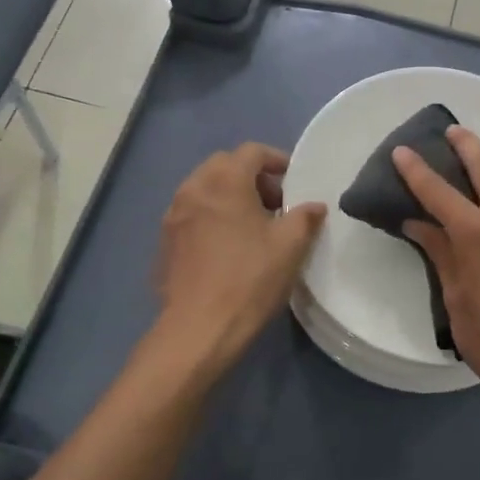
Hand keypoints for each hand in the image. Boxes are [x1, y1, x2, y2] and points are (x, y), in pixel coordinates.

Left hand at [155, 142, 326, 379]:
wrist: (198, 328)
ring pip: (204, 189)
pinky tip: (226, 247)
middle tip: (275, 204)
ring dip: (229, 196)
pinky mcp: (165, 241)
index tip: (294, 181)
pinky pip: (192, 214)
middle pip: (224, 166)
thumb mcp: (290, 247)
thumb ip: (305, 218)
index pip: (251, 152)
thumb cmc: (249, 279)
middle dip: (251, 177)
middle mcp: (193, 188)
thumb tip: (314, 206)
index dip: (276, 160)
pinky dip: (211, 216)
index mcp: (224, 181)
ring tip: (252, 226)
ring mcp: (173, 215)